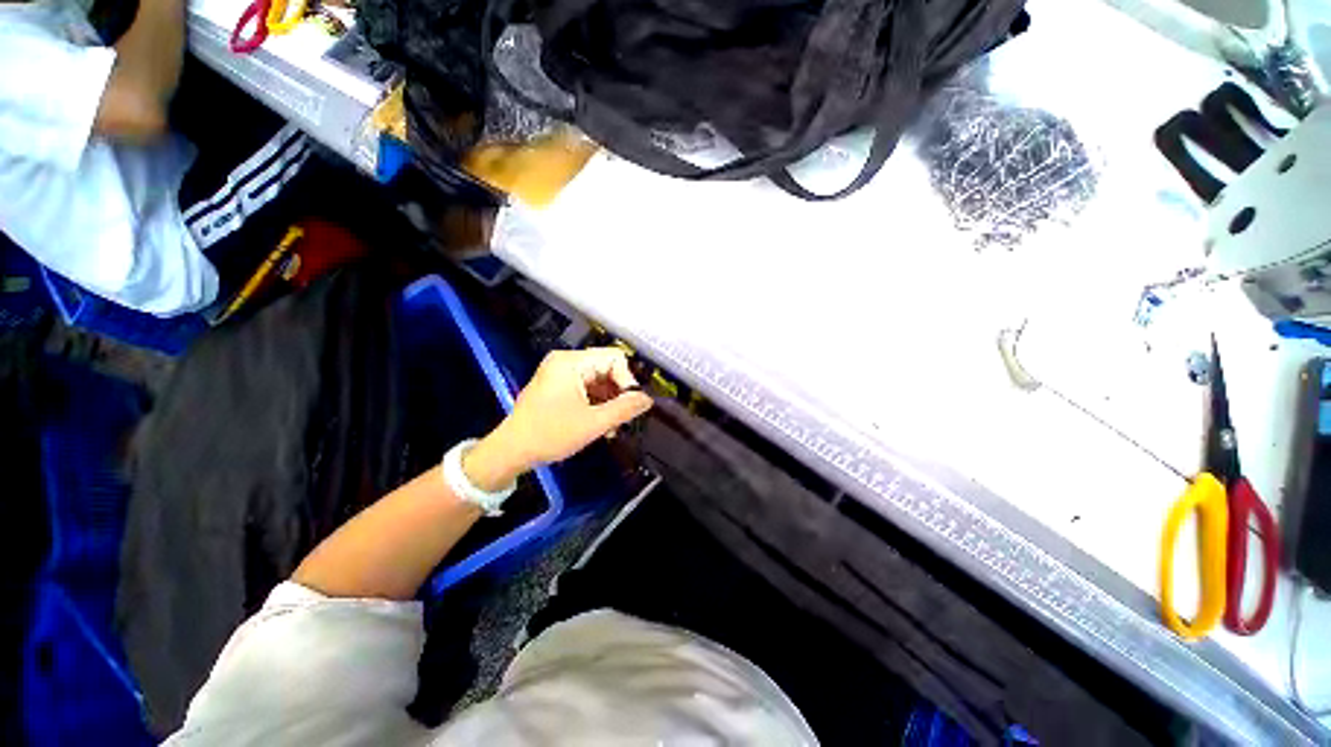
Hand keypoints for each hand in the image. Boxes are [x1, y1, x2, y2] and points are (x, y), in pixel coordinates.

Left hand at [463, 348, 653, 490]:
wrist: (510, 452)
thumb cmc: (550, 434)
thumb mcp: (593, 423)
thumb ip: (625, 409)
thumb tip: (648, 399)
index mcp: (571, 362)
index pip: (614, 358)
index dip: (627, 380)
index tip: (630, 405)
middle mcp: (565, 362)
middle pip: (607, 368)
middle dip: (618, 393)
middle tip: (623, 418)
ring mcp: (560, 374)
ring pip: (599, 380)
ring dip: (609, 401)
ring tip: (612, 426)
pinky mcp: (558, 386)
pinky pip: (587, 388)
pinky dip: (597, 403)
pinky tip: (601, 423)